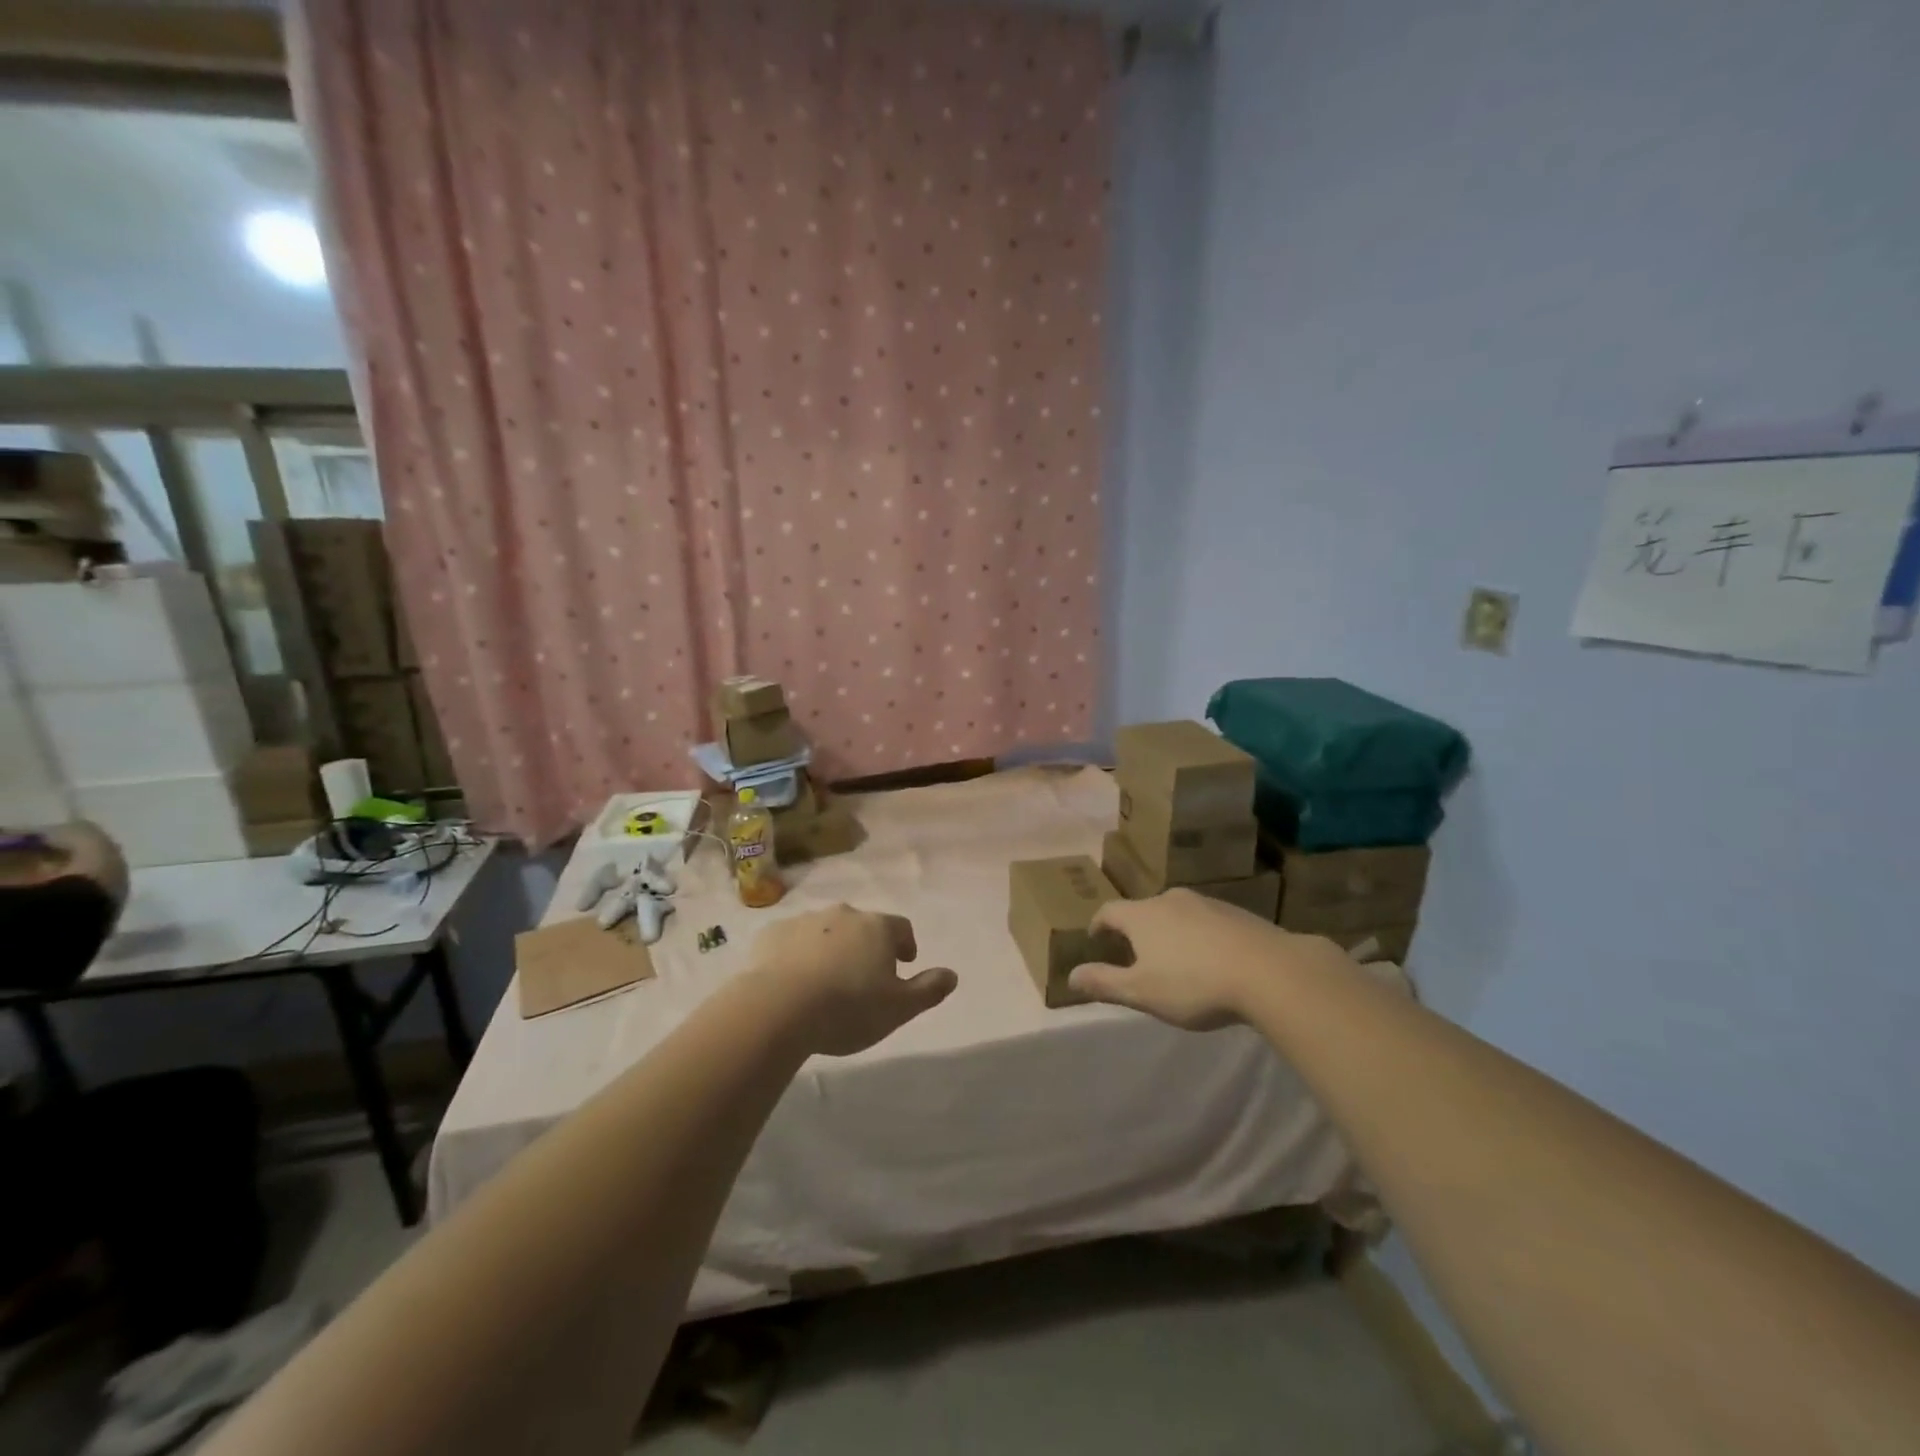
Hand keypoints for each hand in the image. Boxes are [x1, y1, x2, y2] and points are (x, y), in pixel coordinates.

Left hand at [744, 904, 957, 1056]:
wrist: (776, 1009)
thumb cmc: (847, 1009)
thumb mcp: (899, 1008)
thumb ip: (929, 989)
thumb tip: (952, 974)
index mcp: (877, 928)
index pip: (901, 927)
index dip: (905, 945)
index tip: (902, 964)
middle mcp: (843, 914)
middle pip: (862, 926)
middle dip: (866, 945)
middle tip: (862, 976)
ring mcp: (805, 921)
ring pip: (826, 931)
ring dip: (831, 948)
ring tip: (825, 981)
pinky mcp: (772, 933)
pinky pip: (791, 940)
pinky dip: (797, 954)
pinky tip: (792, 980)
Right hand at [1068, 889, 1353, 1030]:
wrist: (1269, 971)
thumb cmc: (1194, 984)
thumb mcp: (1142, 992)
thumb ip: (1104, 983)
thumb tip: (1071, 976)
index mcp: (1142, 915)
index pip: (1109, 911)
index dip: (1098, 924)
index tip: (1096, 937)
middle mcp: (1170, 900)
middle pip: (1144, 910)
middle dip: (1136, 929)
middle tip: (1135, 953)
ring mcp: (1206, 903)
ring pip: (1177, 914)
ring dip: (1169, 932)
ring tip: (1175, 958)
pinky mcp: (1237, 912)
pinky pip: (1206, 921)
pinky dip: (1199, 936)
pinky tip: (1211, 960)